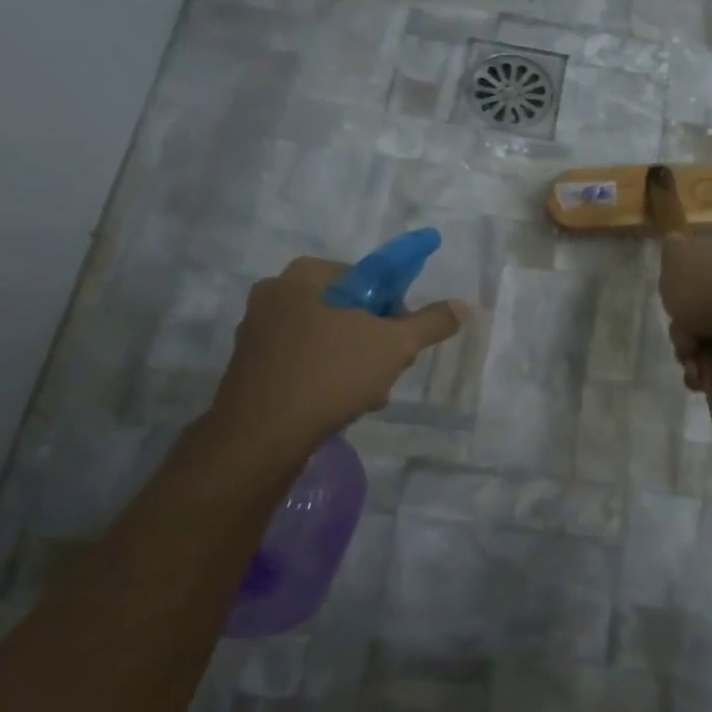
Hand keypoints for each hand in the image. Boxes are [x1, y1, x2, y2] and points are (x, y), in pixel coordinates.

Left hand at [203, 257, 465, 467]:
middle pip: (346, 310)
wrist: (261, 436)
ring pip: (326, 340)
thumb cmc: (330, 374)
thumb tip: (462, 305)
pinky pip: (302, 362)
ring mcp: (257, 332)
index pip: (365, 277)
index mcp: (304, 276)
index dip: (392, 307)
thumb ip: (430, 322)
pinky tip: (340, 405)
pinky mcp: (250, 367)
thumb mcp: (394, 345)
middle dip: (373, 340)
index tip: (400, 337)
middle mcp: (274, 295)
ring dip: (354, 363)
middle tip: (388, 368)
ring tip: (367, 396)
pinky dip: (325, 377)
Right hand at [657, 235, 711, 388]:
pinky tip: (702, 376)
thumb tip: (674, 238)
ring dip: (690, 357)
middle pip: (688, 315)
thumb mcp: (677, 257)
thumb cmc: (704, 290)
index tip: (671, 304)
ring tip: (696, 365)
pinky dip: (704, 371)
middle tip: (686, 340)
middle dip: (680, 334)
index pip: (684, 277)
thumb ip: (672, 248)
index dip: (672, 294)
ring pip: (697, 342)